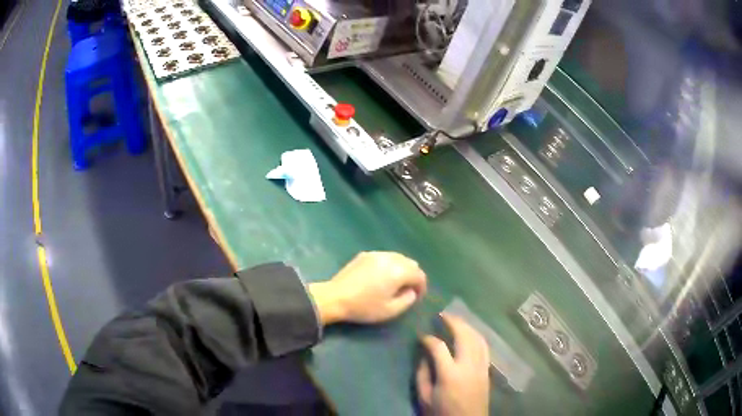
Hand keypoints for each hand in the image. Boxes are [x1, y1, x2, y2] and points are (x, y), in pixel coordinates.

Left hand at [308, 252, 426, 324]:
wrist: (335, 298)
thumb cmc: (364, 307)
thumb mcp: (390, 310)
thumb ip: (407, 300)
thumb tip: (411, 291)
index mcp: (399, 271)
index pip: (419, 275)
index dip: (421, 287)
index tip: (416, 298)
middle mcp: (390, 258)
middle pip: (410, 263)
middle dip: (413, 276)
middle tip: (407, 291)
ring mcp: (376, 254)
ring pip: (398, 257)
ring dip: (401, 269)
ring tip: (394, 284)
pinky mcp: (365, 255)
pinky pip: (384, 257)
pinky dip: (389, 265)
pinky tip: (380, 277)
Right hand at [416, 313, 489, 415]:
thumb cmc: (442, 412)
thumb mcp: (424, 397)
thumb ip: (422, 374)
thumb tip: (424, 355)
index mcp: (450, 374)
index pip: (438, 347)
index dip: (428, 338)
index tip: (421, 335)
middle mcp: (468, 366)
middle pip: (464, 336)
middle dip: (453, 322)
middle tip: (443, 315)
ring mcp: (481, 367)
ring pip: (478, 338)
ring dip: (467, 326)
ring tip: (456, 320)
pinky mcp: (487, 370)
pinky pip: (484, 347)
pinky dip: (477, 336)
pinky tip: (470, 334)